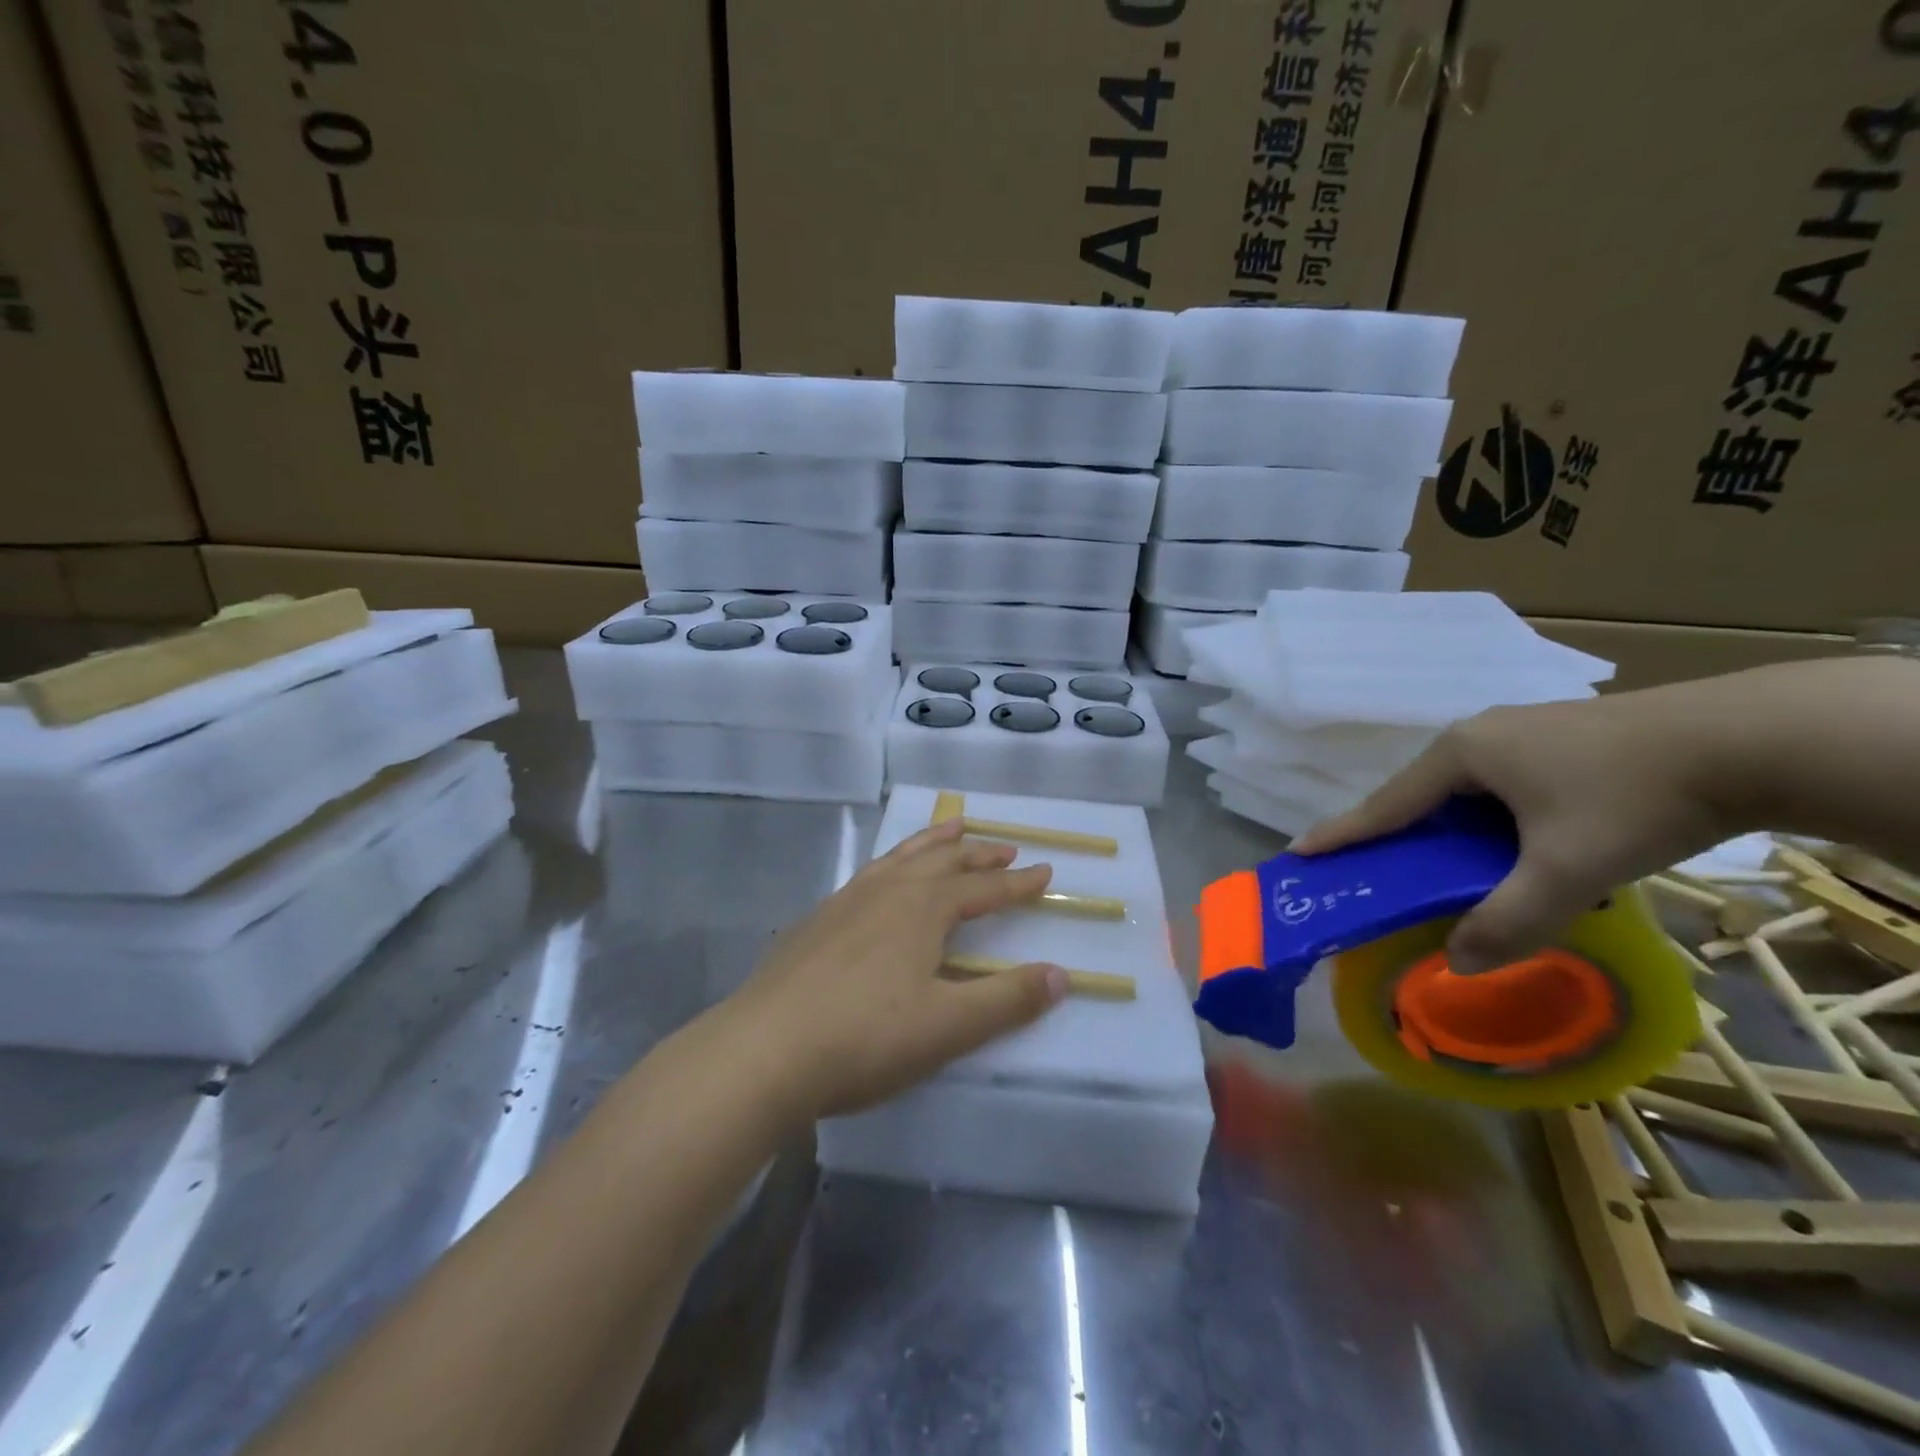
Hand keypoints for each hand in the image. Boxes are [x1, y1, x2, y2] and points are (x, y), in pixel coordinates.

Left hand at [721, 817, 1067, 1120]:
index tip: (1046, 871)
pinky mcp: (819, 918)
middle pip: (943, 860)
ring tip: (953, 828)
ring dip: (934, 842)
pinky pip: (871, 872)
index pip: (984, 888)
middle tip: (1005, 848)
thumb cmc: (864, 1037)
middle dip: (978, 854)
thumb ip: (1007, 1000)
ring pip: (902, 856)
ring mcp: (848, 899)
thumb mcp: (948, 1026)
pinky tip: (887, 878)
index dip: (1019, 882)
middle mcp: (889, 890)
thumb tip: (1061, 975)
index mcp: (924, 907)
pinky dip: (895, 862)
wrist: (763, 1049)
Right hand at [1292, 687, 1734, 973]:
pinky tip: (1520, 848)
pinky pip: (1504, 787)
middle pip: (1423, 795)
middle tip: (1384, 874)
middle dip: (1401, 836)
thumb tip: (1460, 964)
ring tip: (1454, 870)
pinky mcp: (1562, 741)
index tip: (1300, 851)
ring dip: (1454, 832)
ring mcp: (1522, 733)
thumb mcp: (1568, 870)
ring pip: (1467, 792)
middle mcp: (1480, 735)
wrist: (1753, 740)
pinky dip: (1494, 823)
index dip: (1343, 831)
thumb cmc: (1634, 798)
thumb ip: (1511, 920)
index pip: (1385, 803)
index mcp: (1461, 754)